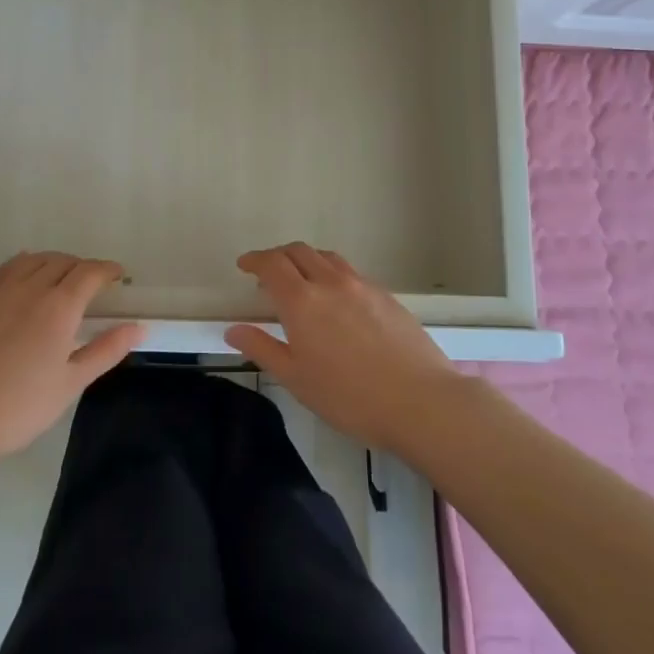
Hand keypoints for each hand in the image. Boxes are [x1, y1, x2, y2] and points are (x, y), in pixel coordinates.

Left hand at [0, 251, 142, 464]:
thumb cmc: (19, 408)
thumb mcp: (70, 384)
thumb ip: (106, 350)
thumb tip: (140, 327)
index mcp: (58, 308)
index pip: (89, 273)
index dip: (107, 270)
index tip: (118, 276)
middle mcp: (30, 289)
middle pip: (62, 262)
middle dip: (83, 267)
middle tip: (93, 284)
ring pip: (33, 260)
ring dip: (54, 262)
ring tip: (61, 277)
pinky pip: (5, 268)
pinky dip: (24, 264)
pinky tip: (25, 276)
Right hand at [226, 242, 462, 455]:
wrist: (421, 401)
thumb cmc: (350, 397)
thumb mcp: (297, 379)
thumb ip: (262, 349)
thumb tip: (233, 330)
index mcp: (302, 301)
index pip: (272, 264)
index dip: (255, 260)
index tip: (244, 265)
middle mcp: (330, 282)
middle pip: (299, 251)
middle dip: (278, 256)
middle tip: (268, 274)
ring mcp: (362, 285)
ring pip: (327, 257)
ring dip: (307, 260)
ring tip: (302, 281)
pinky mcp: (386, 295)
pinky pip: (351, 272)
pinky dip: (332, 274)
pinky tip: (337, 300)